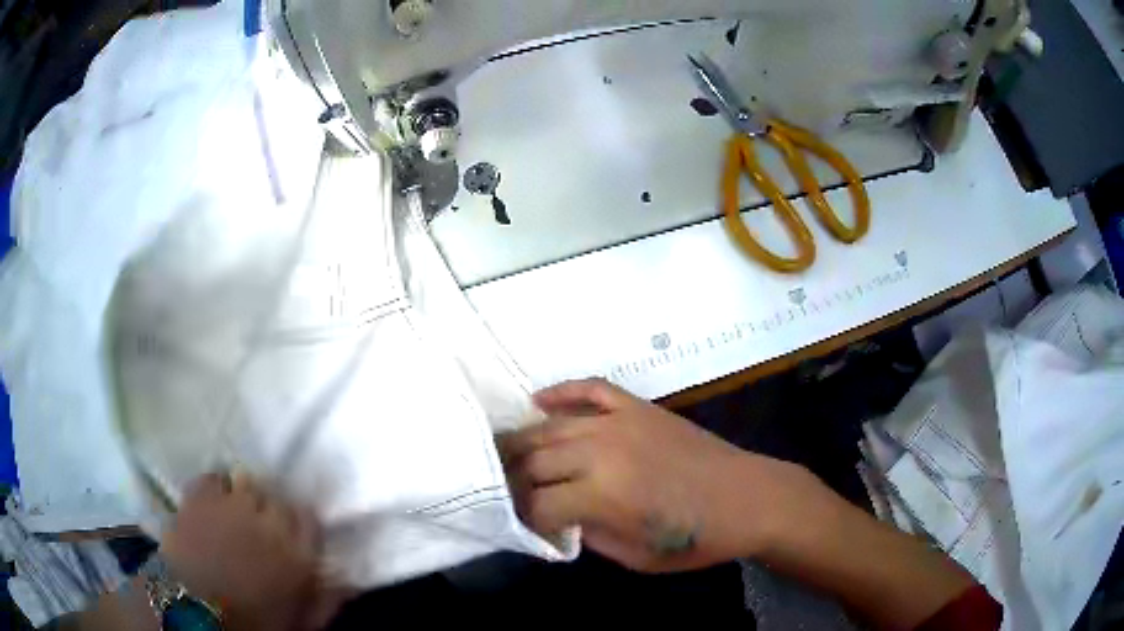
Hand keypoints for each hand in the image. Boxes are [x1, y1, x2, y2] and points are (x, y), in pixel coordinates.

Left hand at [161, 474, 343, 630]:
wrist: (195, 610)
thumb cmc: (253, 622)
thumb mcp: (299, 621)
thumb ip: (327, 600)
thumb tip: (349, 581)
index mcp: (297, 554)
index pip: (308, 517)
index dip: (298, 523)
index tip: (289, 534)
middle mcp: (268, 521)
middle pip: (276, 497)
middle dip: (269, 511)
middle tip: (257, 529)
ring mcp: (232, 504)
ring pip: (245, 482)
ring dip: (242, 497)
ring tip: (233, 514)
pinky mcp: (200, 496)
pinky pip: (214, 476)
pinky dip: (215, 486)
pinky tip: (212, 502)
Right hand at [501, 378, 824, 572]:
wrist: (749, 498)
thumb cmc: (696, 538)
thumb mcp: (635, 556)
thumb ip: (588, 534)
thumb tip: (558, 517)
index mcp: (601, 494)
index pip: (537, 503)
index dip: (523, 517)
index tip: (522, 525)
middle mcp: (601, 450)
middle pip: (534, 460)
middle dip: (513, 480)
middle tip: (507, 491)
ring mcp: (619, 421)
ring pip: (551, 426)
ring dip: (523, 441)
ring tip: (506, 455)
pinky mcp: (637, 407)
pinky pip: (589, 389)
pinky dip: (561, 392)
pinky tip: (538, 401)